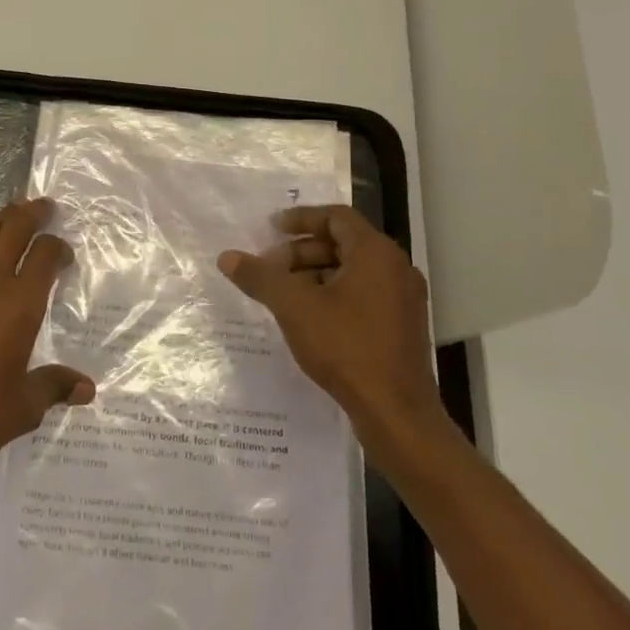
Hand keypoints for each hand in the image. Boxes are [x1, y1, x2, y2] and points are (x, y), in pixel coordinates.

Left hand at [0, 198, 94, 476]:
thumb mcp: (22, 408)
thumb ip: (54, 387)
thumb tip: (88, 388)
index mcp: (20, 305)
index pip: (44, 256)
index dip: (58, 247)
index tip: (64, 256)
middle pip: (14, 231)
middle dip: (33, 214)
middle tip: (44, 206)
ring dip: (0, 219)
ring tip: (12, 211)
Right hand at [219, 205, 440, 438]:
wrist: (396, 413)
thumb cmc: (346, 348)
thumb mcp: (294, 307)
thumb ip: (260, 277)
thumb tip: (227, 256)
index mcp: (376, 253)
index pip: (336, 217)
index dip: (301, 218)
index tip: (271, 228)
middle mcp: (396, 268)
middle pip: (343, 243)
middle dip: (302, 251)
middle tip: (270, 267)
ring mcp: (403, 299)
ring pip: (353, 271)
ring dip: (315, 274)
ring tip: (283, 294)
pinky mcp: (402, 327)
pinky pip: (364, 294)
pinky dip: (333, 295)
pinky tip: (307, 317)